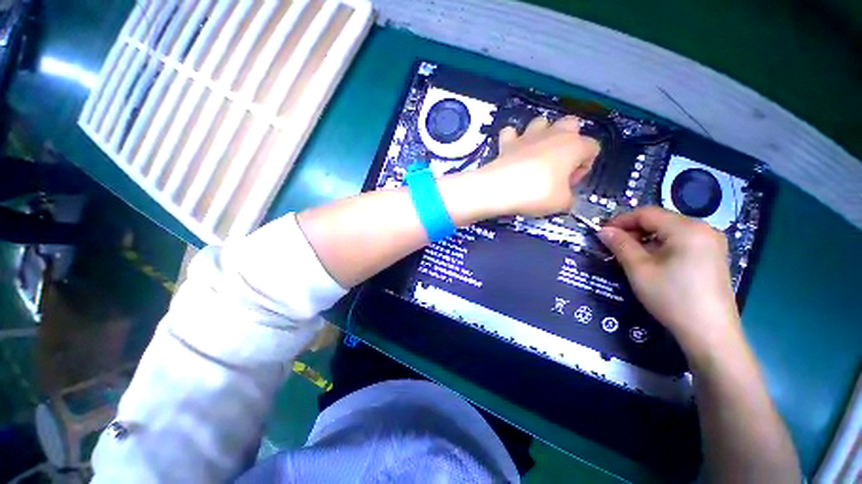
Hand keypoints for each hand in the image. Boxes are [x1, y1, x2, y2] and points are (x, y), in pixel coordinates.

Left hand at [476, 116, 599, 217]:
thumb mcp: (562, 204)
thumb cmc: (537, 193)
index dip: (584, 167)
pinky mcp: (507, 142)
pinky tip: (512, 153)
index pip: (592, 148)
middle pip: (571, 124)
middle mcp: (553, 134)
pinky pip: (511, 133)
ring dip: (542, 135)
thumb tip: (566, 199)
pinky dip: (512, 140)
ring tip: (535, 156)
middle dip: (569, 142)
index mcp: (574, 145)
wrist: (499, 189)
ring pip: (542, 122)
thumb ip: (569, 199)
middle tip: (557, 167)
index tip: (569, 184)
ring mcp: (528, 135)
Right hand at [598, 207, 741, 358]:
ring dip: (645, 240)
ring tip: (630, 256)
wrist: (710, 333)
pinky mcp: (714, 256)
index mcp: (687, 228)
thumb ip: (620, 245)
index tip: (602, 234)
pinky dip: (661, 247)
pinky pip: (681, 242)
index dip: (620, 221)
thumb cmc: (672, 297)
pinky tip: (653, 263)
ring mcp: (712, 243)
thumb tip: (603, 230)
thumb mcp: (639, 269)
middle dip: (633, 231)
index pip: (646, 213)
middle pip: (659, 221)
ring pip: (669, 232)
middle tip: (613, 246)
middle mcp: (703, 229)